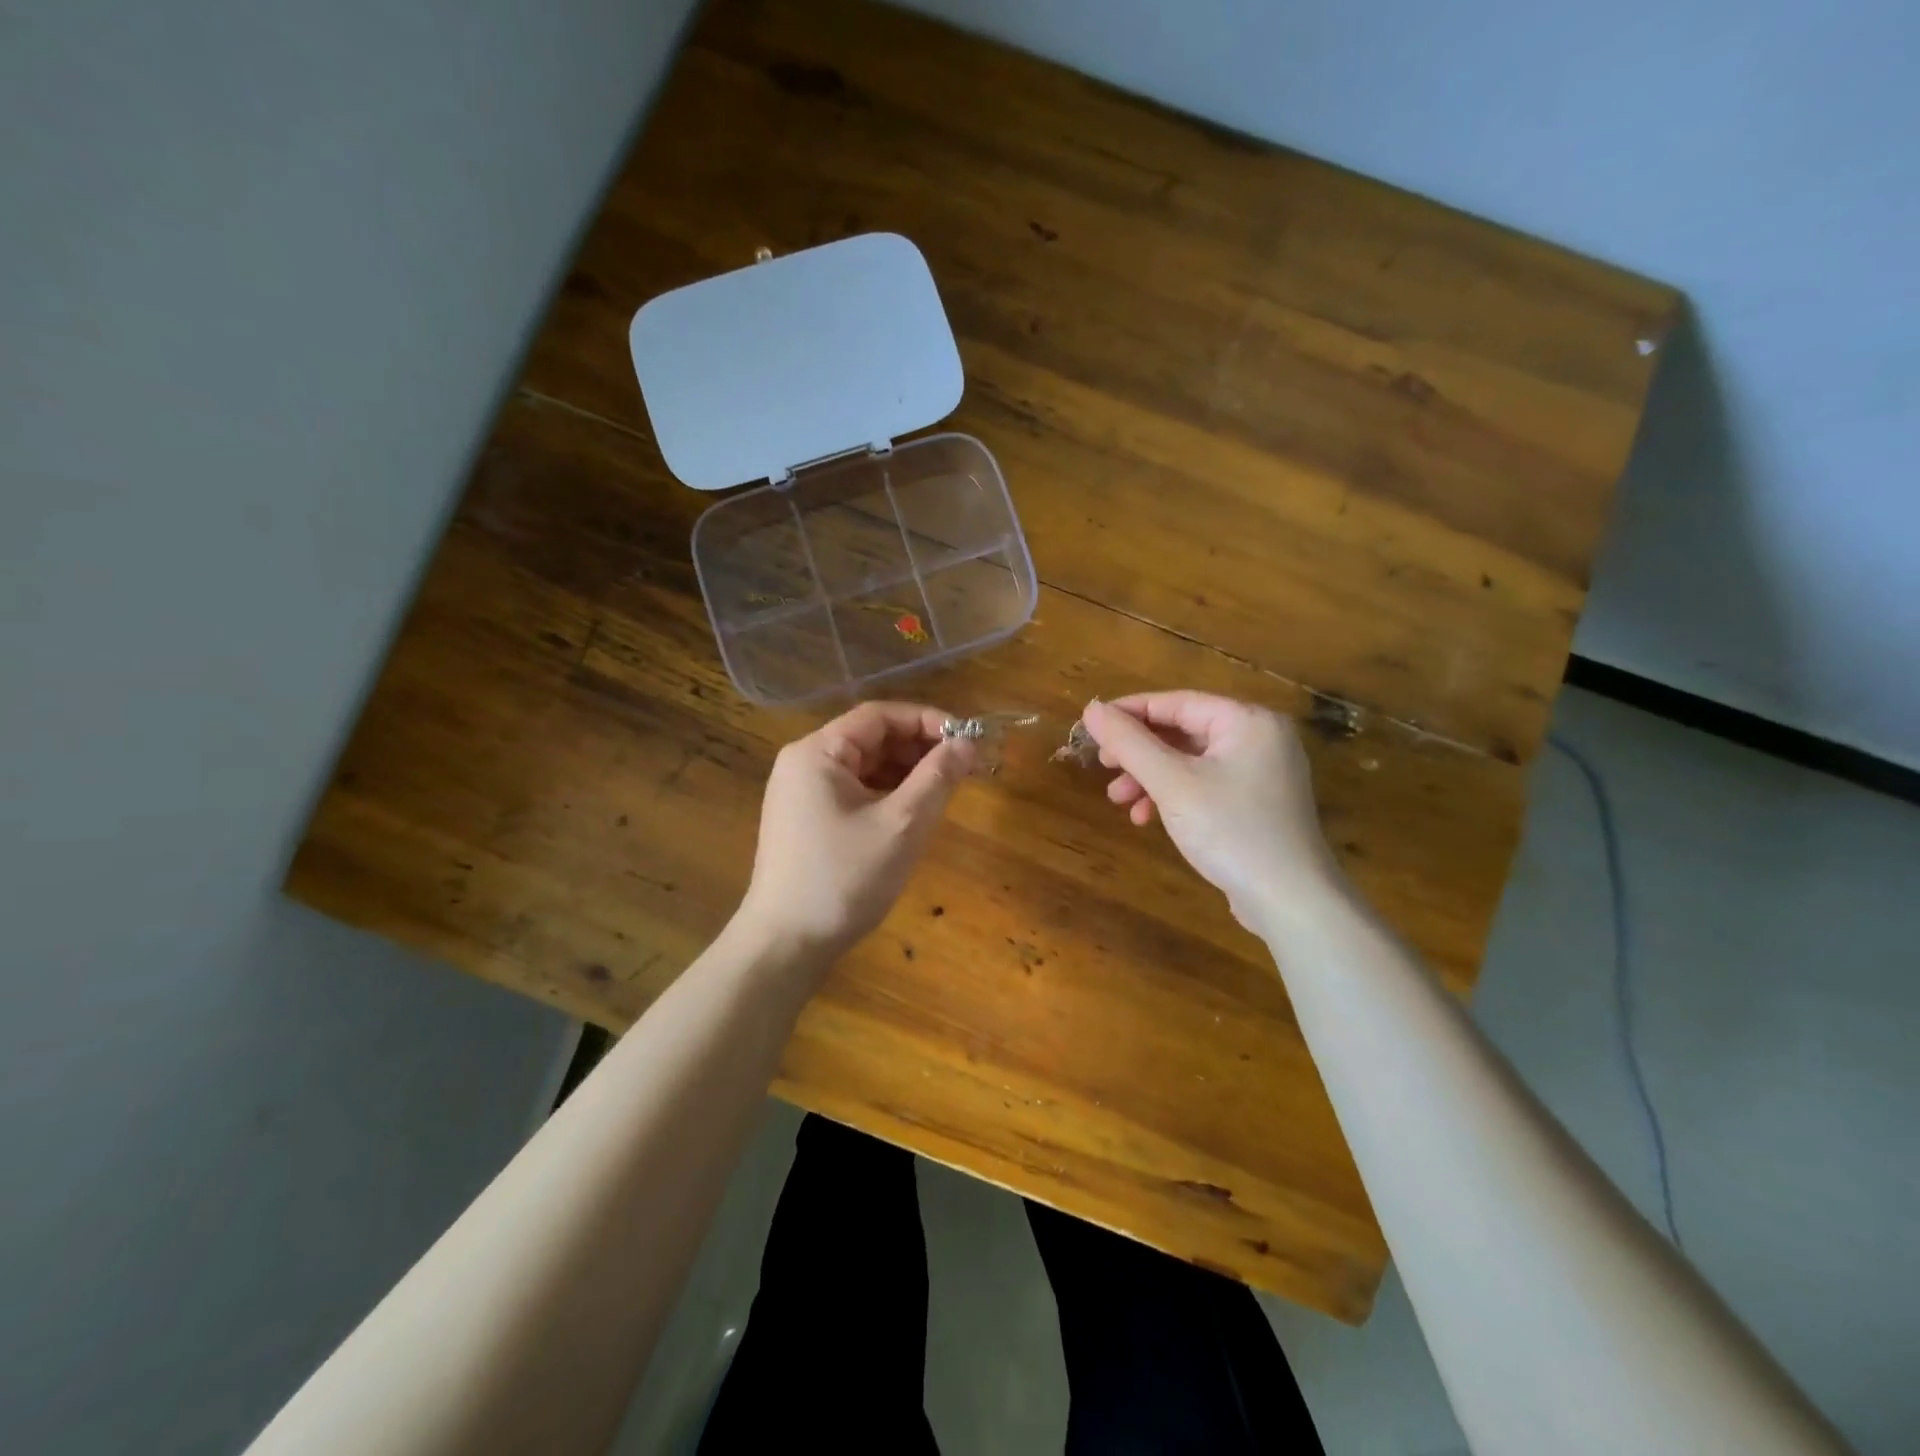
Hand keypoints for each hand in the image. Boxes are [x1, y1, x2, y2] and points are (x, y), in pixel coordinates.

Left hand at [737, 701, 974, 960]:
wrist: (786, 945)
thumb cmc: (844, 879)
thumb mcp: (901, 825)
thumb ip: (937, 778)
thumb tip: (966, 743)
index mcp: (817, 752)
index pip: (879, 716)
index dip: (926, 720)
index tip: (967, 739)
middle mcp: (804, 763)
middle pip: (871, 739)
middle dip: (919, 748)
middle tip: (965, 767)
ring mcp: (801, 793)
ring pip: (865, 767)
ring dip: (906, 772)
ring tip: (946, 789)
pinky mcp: (806, 820)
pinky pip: (854, 792)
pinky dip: (887, 794)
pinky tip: (914, 812)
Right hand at [1081, 693, 1338, 929]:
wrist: (1291, 901)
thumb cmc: (1231, 830)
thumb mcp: (1172, 783)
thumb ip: (1129, 743)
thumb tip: (1091, 709)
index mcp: (1247, 721)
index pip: (1176, 702)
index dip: (1129, 712)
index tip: (1090, 728)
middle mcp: (1259, 738)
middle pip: (1183, 730)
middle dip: (1138, 752)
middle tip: (1103, 767)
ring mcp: (1262, 772)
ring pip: (1190, 761)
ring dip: (1150, 777)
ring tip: (1119, 800)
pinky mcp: (1257, 804)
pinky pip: (1205, 785)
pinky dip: (1173, 796)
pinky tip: (1147, 817)